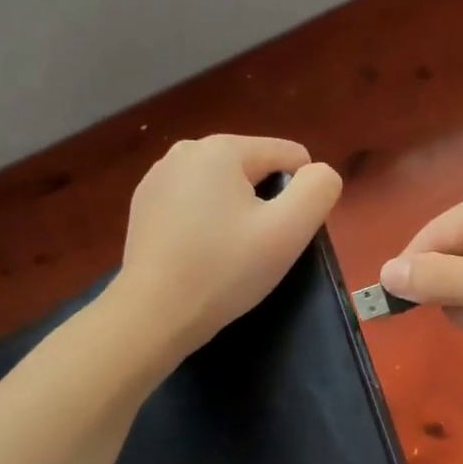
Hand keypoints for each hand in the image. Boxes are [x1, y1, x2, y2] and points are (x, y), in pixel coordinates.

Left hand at [117, 135, 342, 357]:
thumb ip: (318, 190)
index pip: (290, 156)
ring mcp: (159, 176)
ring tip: (225, 254)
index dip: (298, 197)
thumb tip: (319, 173)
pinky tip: (197, 254)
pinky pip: (195, 202)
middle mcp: (186, 149)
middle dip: (264, 203)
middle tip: (253, 249)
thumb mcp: (288, 231)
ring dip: (236, 213)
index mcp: (222, 148)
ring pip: (225, 186)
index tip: (278, 235)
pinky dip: (206, 222)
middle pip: (255, 169)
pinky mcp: (144, 203)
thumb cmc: (224, 271)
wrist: (152, 315)